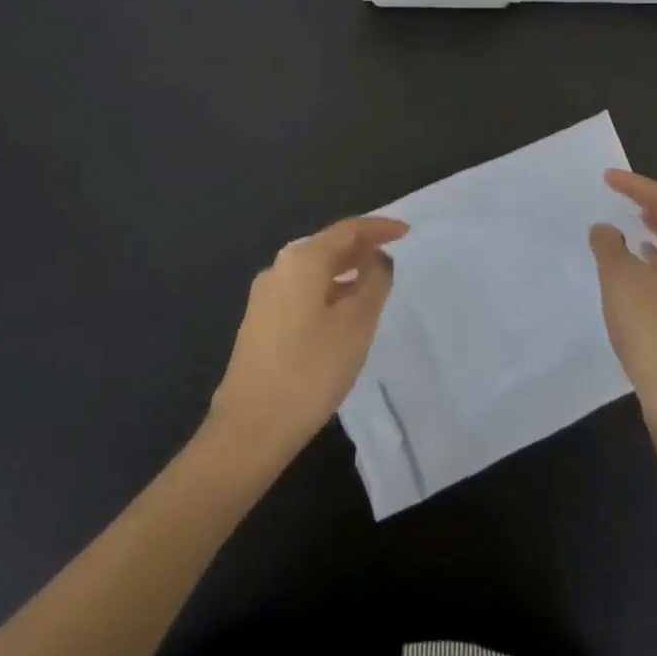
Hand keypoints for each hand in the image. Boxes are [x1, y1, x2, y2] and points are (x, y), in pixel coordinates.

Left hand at [208, 216, 408, 456]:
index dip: (379, 228)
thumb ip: (374, 283)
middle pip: (328, 246)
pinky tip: (344, 311)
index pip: (347, 230)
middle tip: (393, 254)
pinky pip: (303, 291)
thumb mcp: (356, 324)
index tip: (406, 231)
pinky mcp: (261, 322)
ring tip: (375, 283)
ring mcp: (265, 296)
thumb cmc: (311, 370)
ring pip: (314, 270)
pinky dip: (329, 290)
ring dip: (345, 271)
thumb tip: (377, 261)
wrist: (250, 427)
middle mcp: (279, 269)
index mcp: (302, 261)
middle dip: (362, 247)